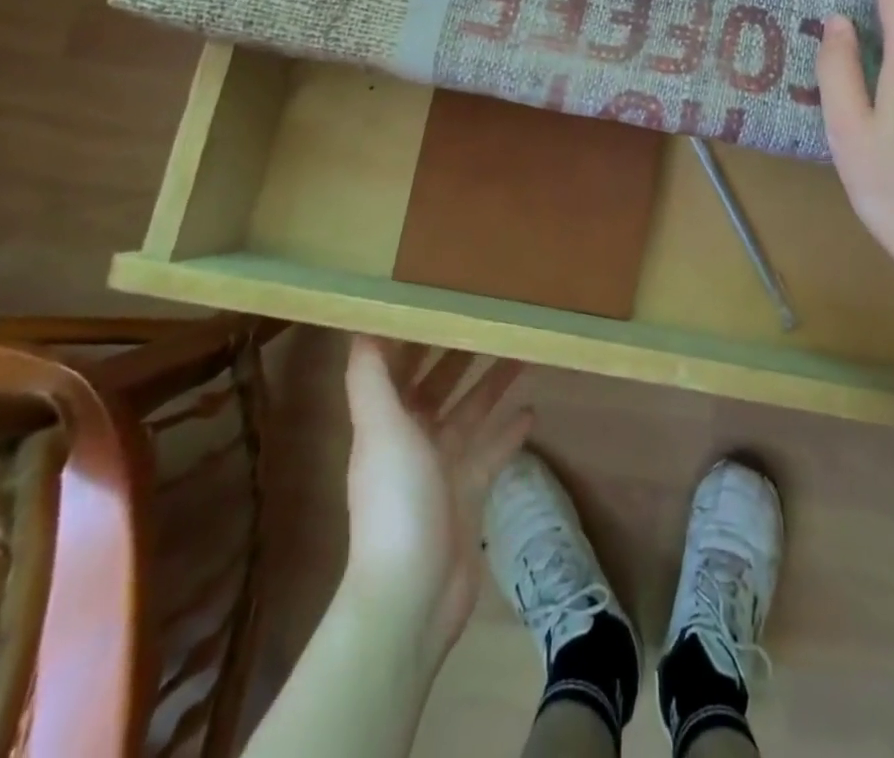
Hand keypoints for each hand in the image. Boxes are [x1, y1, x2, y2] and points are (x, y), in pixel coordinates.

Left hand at [341, 338, 531, 665]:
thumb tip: (361, 324)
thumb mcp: (380, 429)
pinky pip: (491, 451)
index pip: (399, 366)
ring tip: (521, 352)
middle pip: (438, 385)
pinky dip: (509, 432)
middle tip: (492, 318)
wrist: (413, 593)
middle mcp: (411, 438)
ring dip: (491, 385)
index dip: (415, 335)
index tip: (441, 301)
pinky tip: (532, 411)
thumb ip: (370, 378)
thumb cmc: (396, 500)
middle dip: (459, 354)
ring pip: (469, 413)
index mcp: (386, 421)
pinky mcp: (469, 492)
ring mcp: (441, 467)